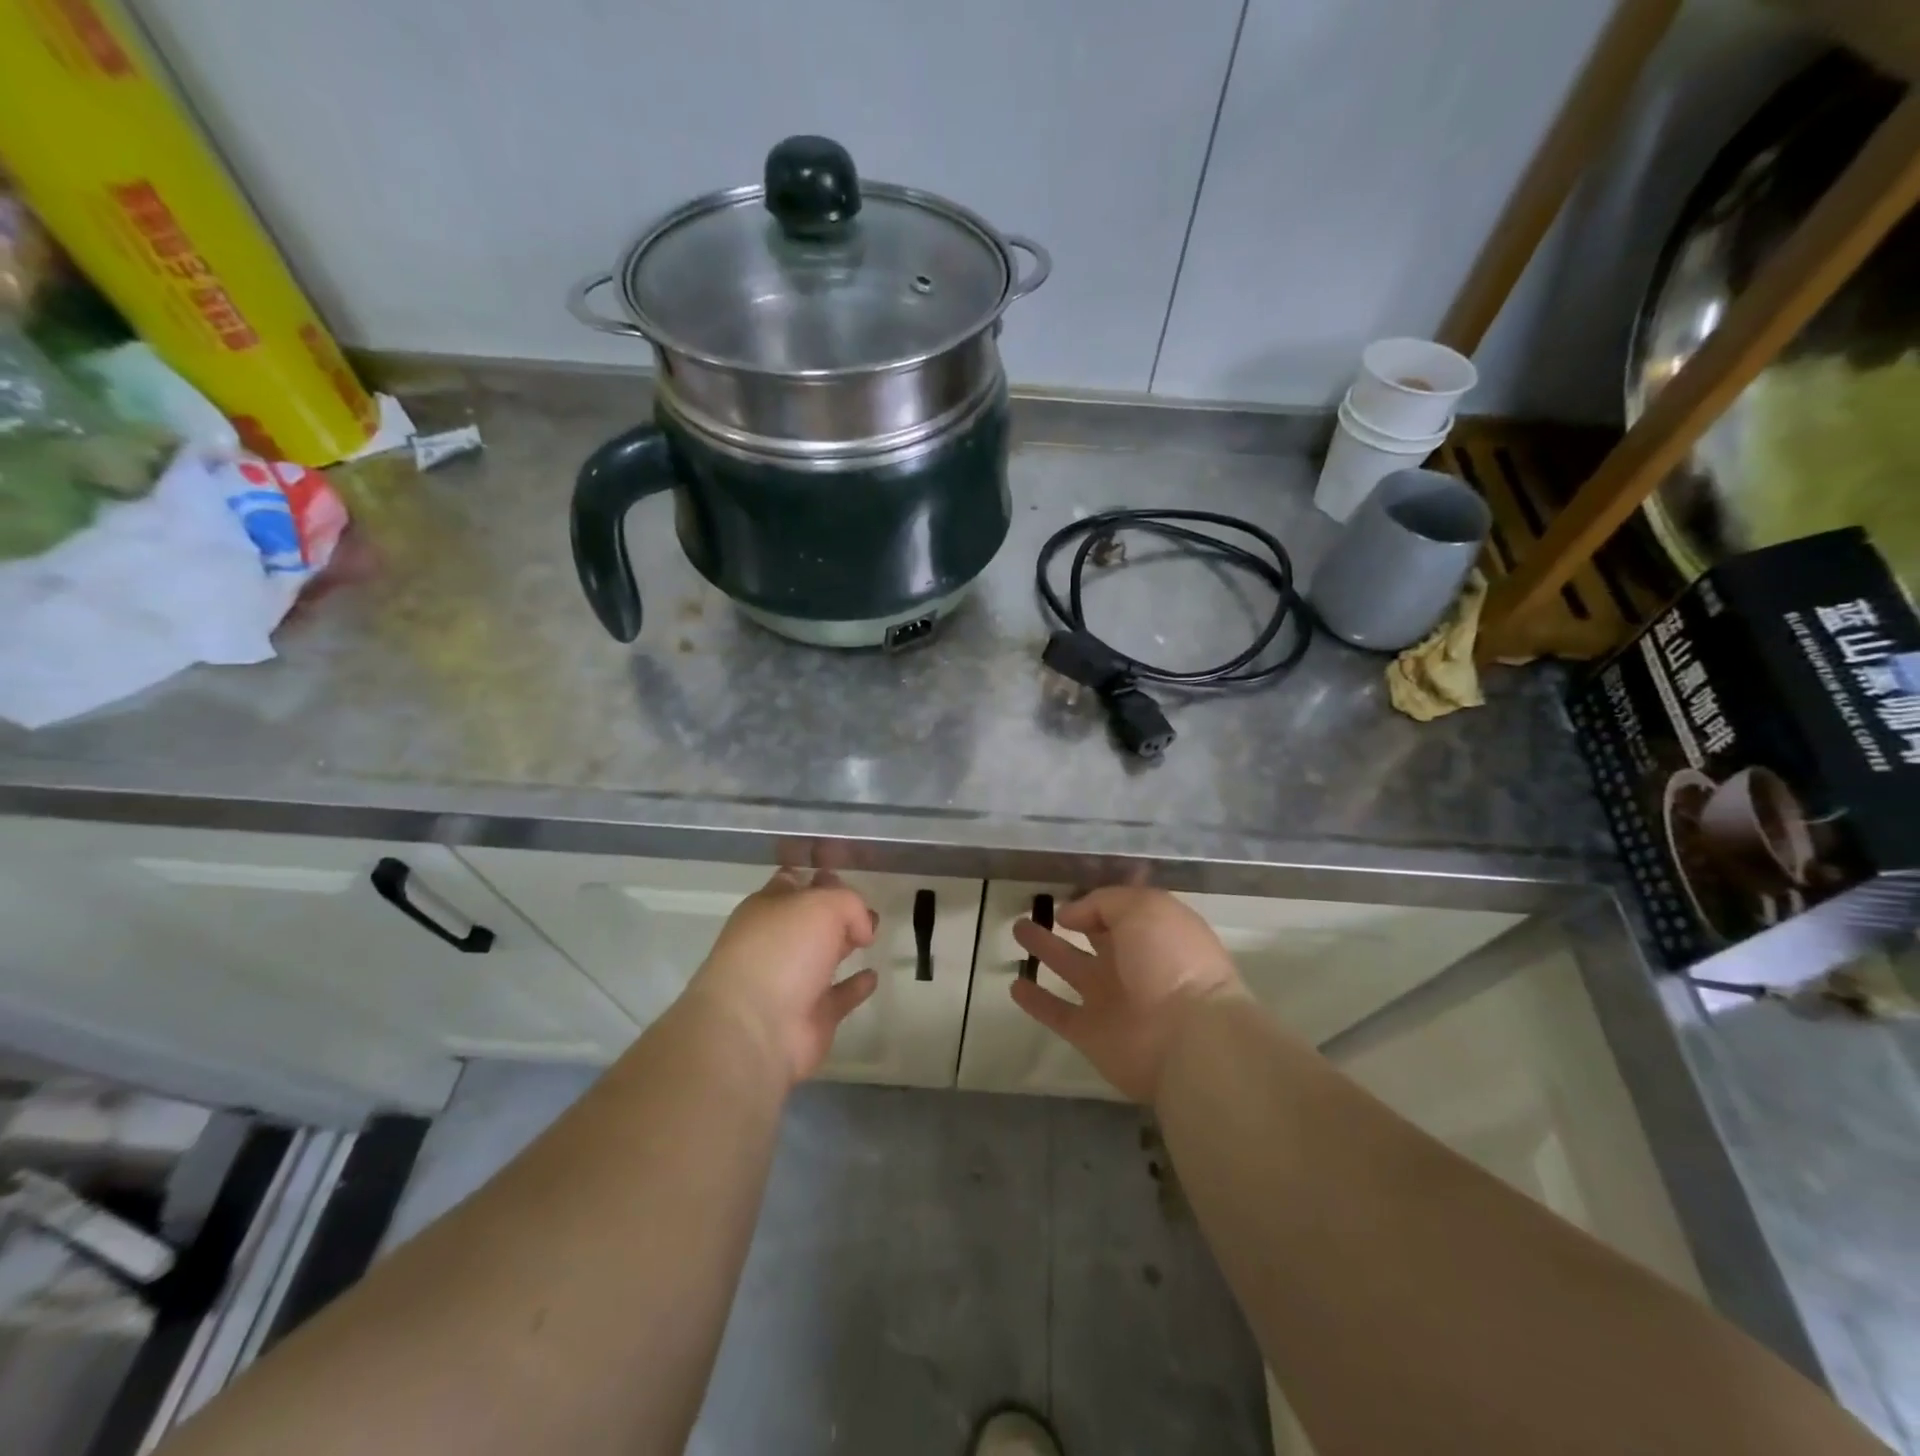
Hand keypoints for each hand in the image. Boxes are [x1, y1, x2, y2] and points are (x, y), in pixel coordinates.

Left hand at [688, 868, 878, 1086]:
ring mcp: (792, 981)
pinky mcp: (811, 1017)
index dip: (818, 876)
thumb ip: (850, 904)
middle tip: (867, 906)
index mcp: (768, 908)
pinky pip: (839, 996)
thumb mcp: (822, 905)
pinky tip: (872, 976)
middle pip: (811, 919)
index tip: (847, 872)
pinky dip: (855, 987)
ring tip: (872, 935)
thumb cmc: (782, 951)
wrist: (755, 1029)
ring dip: (846, 944)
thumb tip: (861, 929)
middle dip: (838, 910)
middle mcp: (777, 942)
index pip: (794, 882)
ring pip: (824, 955)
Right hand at [1011, 887, 1243, 1102]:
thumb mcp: (1144, 908)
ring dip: (1046, 950)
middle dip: (1070, 921)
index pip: (1122, 911)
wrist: (1187, 1039)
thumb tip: (1071, 914)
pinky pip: (1057, 1012)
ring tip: (1018, 929)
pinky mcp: (1090, 1034)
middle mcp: (1133, 964)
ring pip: (1071, 968)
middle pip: (1094, 937)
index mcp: (1153, 933)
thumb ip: (1104, 902)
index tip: (1068, 890)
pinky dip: (1037, 1002)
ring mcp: (1111, 1000)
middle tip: (1034, 907)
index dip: (1098, 900)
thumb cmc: (1171, 961)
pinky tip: (1015, 985)